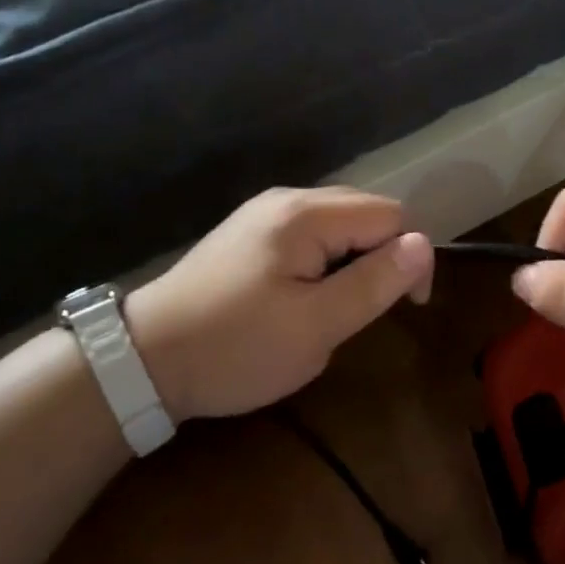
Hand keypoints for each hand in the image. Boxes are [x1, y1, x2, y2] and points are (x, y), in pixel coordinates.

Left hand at [124, 187, 433, 421]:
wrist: (140, 363)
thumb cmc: (235, 348)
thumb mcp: (316, 326)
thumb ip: (375, 282)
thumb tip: (424, 244)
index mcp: (306, 215)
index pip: (391, 216)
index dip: (411, 257)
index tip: (407, 307)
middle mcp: (287, 200)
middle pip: (366, 211)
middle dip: (384, 256)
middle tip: (371, 309)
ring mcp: (264, 214)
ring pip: (339, 223)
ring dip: (355, 259)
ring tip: (339, 306)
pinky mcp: (249, 234)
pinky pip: (311, 234)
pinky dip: (327, 260)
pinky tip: (308, 295)